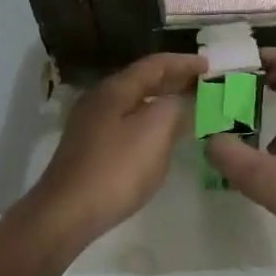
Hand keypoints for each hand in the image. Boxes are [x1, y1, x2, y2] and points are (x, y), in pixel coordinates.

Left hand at [26, 52, 208, 246]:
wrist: (66, 213)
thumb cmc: (115, 170)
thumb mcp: (154, 134)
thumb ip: (173, 110)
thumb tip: (178, 103)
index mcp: (115, 89)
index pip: (155, 65)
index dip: (184, 63)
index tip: (209, 66)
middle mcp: (100, 99)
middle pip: (142, 80)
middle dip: (174, 80)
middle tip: (203, 84)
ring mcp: (91, 124)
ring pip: (134, 102)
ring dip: (162, 100)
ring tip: (188, 106)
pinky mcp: (90, 147)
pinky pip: (127, 122)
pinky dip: (149, 120)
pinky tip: (161, 134)